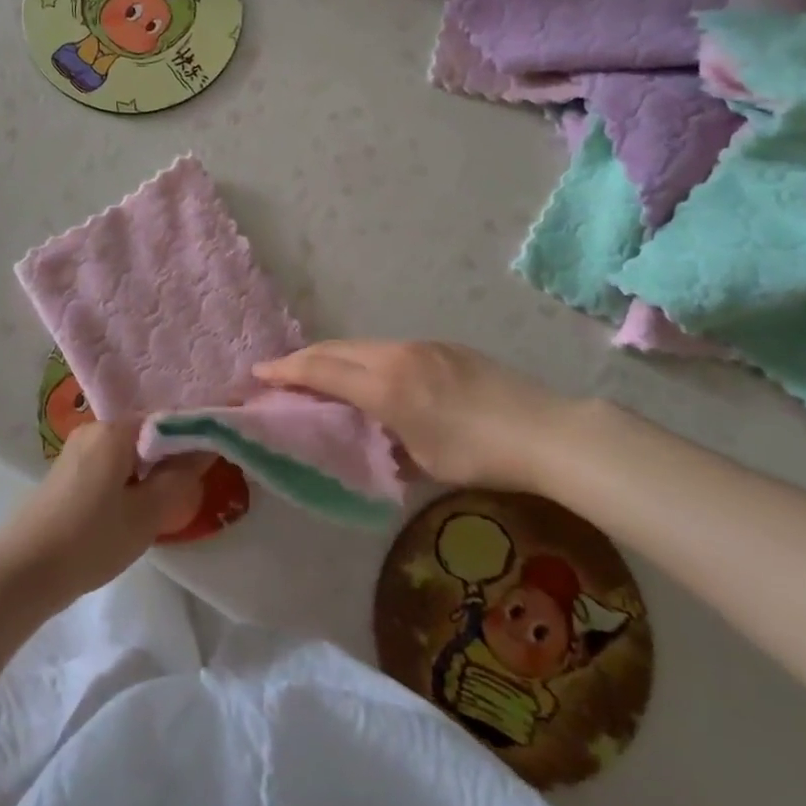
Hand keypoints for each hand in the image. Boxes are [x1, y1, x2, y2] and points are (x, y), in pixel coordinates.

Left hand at [0, 421, 206, 610]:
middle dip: (168, 461)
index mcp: (113, 430)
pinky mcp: (65, 474)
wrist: (24, 572)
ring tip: (161, 508)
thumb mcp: (147, 513)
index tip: (209, 467)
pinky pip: (108, 467)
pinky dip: (125, 483)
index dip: (192, 441)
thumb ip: (180, 478)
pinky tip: (129, 512)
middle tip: (186, 493)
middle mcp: (93, 429)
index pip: (165, 422)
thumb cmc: (91, 539)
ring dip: (146, 475)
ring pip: (126, 454)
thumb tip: (205, 449)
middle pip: (145, 436)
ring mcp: (75, 451)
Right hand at [253, 340, 576, 492]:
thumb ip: (385, 441)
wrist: (548, 431)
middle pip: (336, 348)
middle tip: (278, 373)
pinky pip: (388, 348)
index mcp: (385, 385)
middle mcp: (396, 355)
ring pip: (361, 345)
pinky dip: (363, 358)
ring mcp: (422, 346)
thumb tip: (370, 435)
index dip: (285, 371)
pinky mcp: (443, 347)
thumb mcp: (422, 461)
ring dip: (333, 356)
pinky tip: (370, 376)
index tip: (257, 373)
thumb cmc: (480, 455)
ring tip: (318, 374)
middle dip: (302, 359)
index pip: (321, 370)